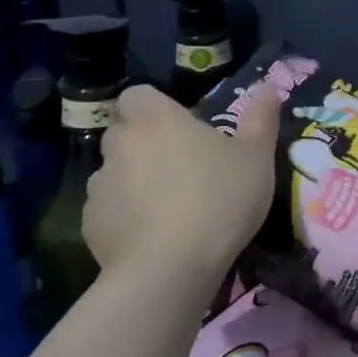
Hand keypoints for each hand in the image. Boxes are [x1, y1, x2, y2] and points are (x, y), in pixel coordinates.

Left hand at [82, 84, 280, 284]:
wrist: (169, 269)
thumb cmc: (219, 199)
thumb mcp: (257, 156)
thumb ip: (261, 118)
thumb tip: (266, 86)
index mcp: (156, 120)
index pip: (137, 95)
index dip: (155, 107)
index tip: (181, 125)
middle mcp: (120, 145)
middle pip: (124, 132)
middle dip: (146, 142)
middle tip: (182, 165)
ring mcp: (99, 186)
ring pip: (115, 172)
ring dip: (135, 179)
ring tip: (169, 205)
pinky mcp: (90, 225)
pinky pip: (109, 209)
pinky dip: (126, 215)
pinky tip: (154, 235)